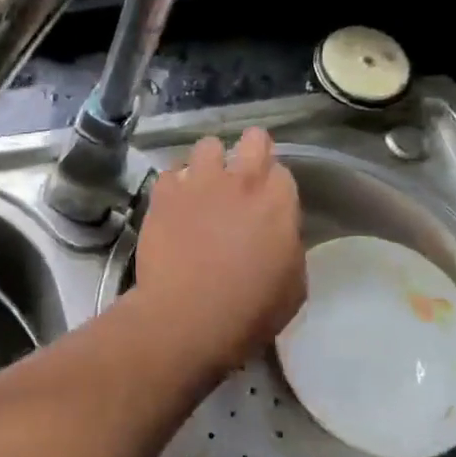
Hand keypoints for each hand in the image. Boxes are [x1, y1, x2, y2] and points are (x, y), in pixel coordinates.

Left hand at [134, 129, 305, 371]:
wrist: (187, 316)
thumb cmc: (249, 311)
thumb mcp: (293, 286)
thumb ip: (288, 247)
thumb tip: (277, 237)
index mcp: (278, 202)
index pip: (282, 171)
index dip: (273, 186)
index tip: (266, 203)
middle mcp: (241, 181)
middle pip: (252, 140)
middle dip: (249, 151)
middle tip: (240, 177)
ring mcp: (198, 183)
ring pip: (206, 146)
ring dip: (208, 163)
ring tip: (202, 188)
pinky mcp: (163, 195)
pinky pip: (169, 174)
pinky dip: (173, 186)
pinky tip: (172, 205)